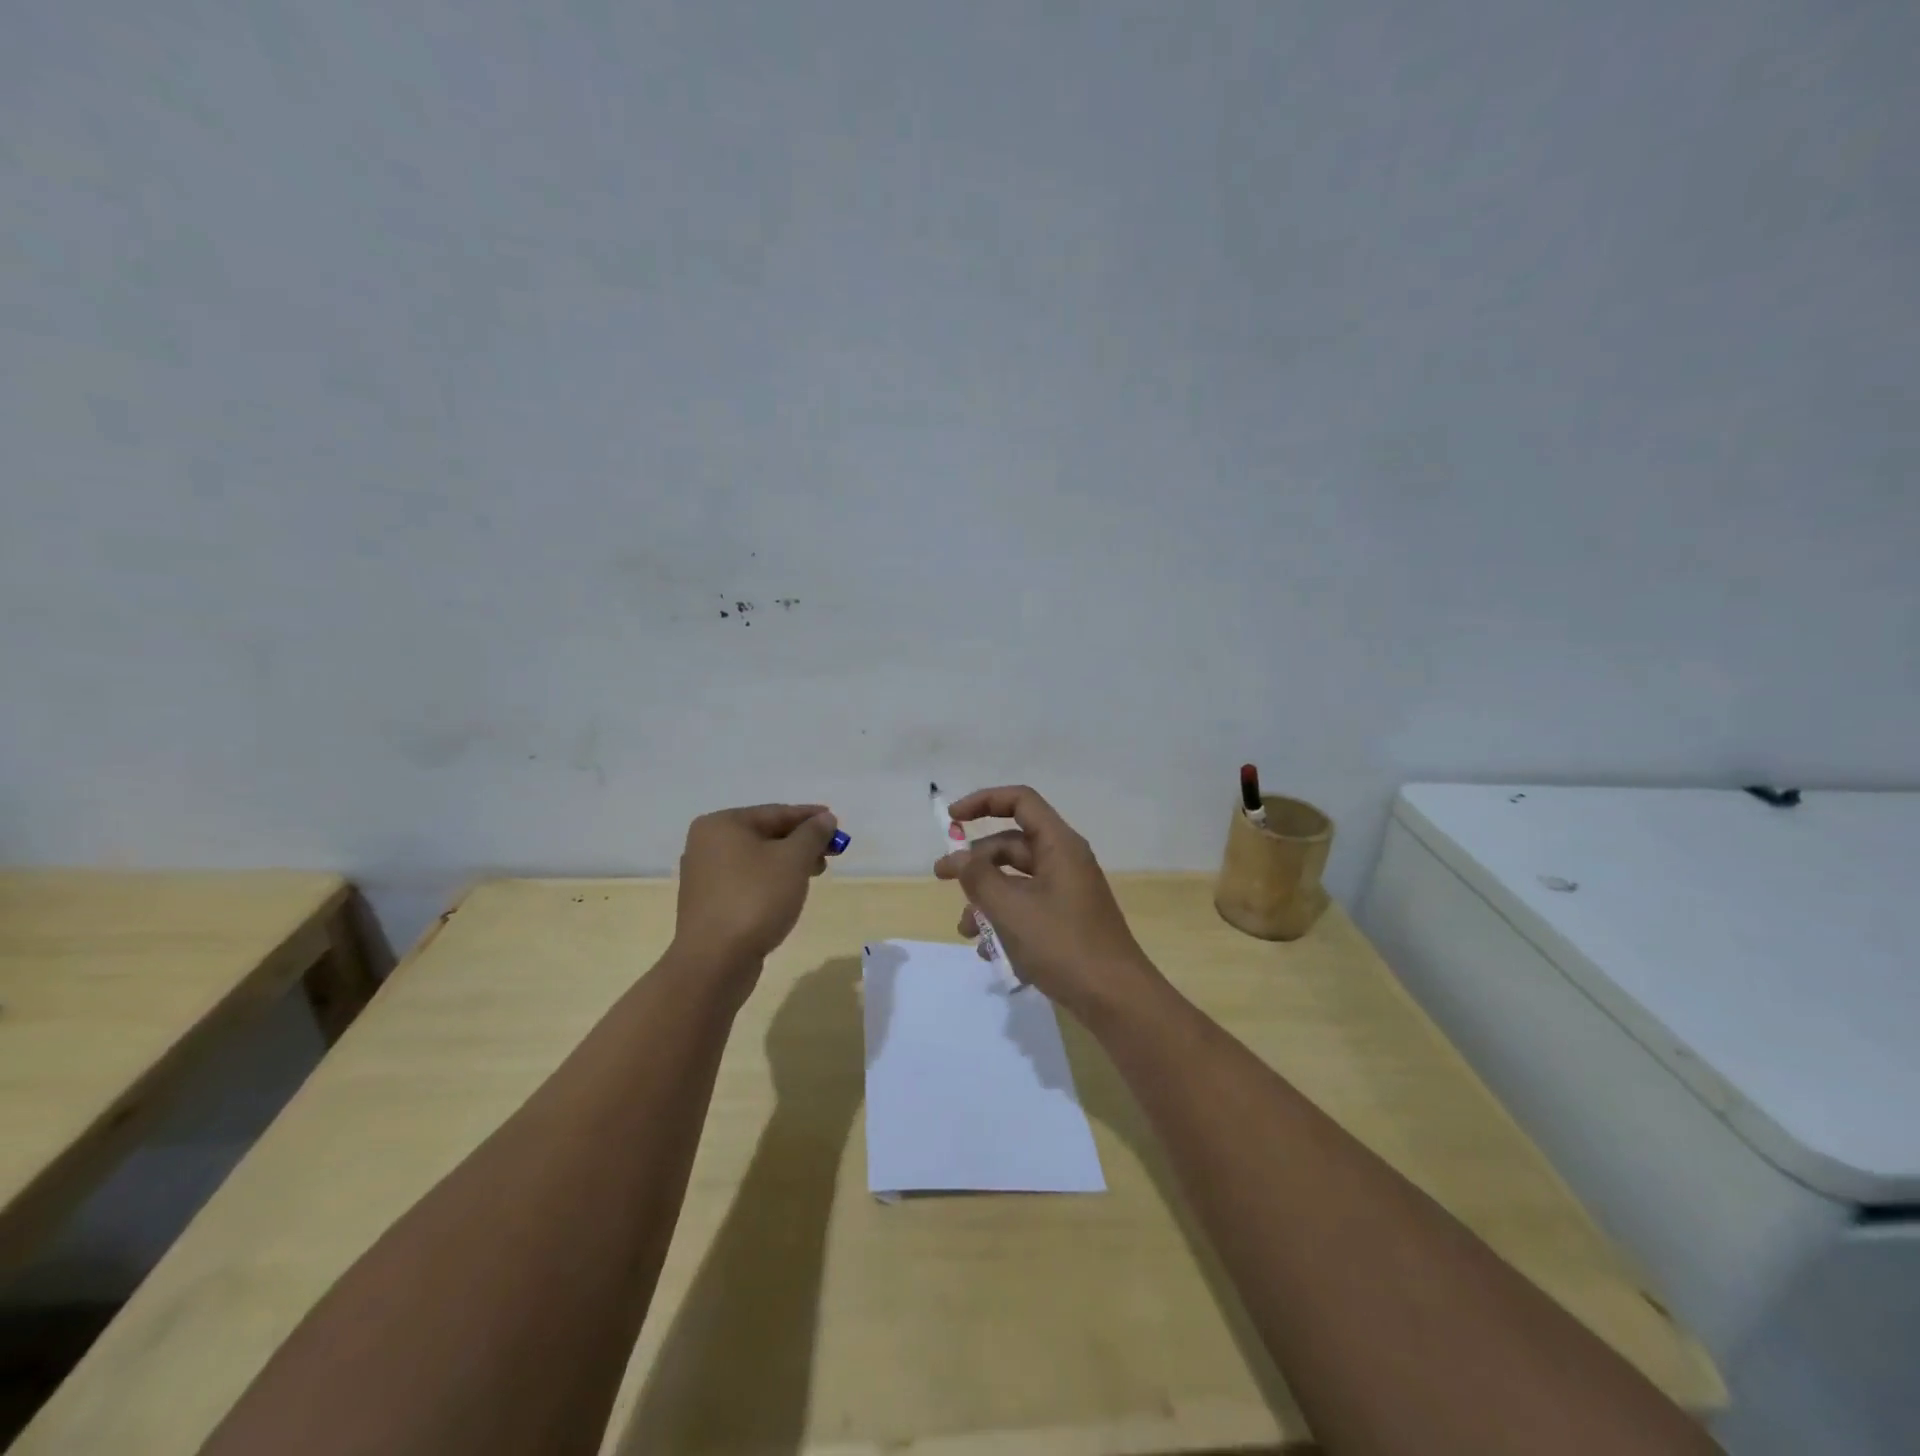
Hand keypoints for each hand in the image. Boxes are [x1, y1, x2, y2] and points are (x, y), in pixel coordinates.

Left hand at [674, 804, 839, 969]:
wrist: (715, 961)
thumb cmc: (756, 899)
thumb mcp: (793, 860)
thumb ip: (812, 834)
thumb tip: (825, 819)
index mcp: (722, 824)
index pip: (775, 812)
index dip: (810, 817)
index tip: (836, 822)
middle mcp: (706, 844)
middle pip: (765, 834)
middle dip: (801, 842)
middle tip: (831, 853)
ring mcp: (704, 875)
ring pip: (757, 859)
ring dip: (788, 862)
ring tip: (815, 874)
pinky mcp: (708, 902)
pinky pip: (746, 880)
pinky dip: (770, 880)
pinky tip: (789, 892)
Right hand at [934, 785, 1160, 1021]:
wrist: (1116, 999)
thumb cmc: (1063, 944)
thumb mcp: (1011, 909)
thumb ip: (978, 877)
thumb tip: (958, 857)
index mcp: (1059, 845)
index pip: (1020, 801)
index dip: (983, 801)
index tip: (952, 820)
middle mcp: (1064, 861)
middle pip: (1012, 844)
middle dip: (975, 862)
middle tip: (942, 878)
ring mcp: (1067, 892)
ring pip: (1016, 881)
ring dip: (986, 899)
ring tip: (967, 931)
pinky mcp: (1066, 921)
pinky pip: (1027, 908)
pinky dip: (1005, 921)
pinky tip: (989, 952)